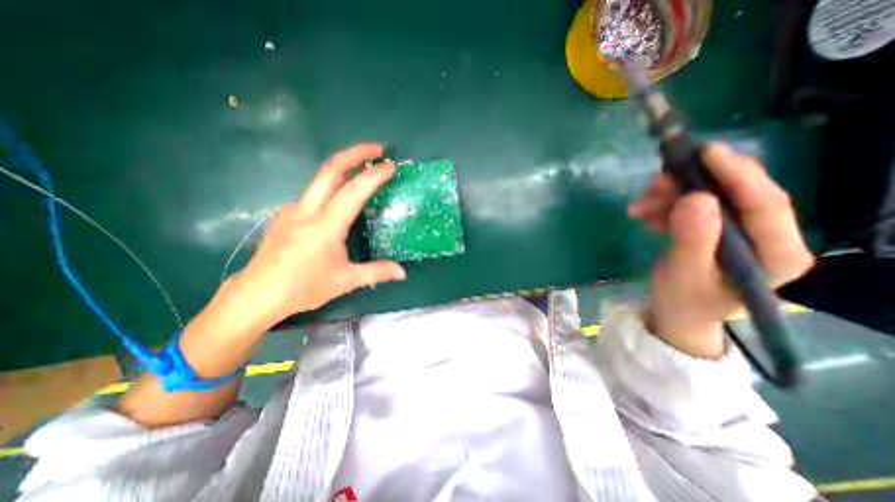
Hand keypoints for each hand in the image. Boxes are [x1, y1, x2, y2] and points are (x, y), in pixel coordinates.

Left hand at [226, 142, 408, 328]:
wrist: (257, 294)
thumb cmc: (304, 287)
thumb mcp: (346, 281)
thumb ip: (377, 272)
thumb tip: (403, 272)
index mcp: (325, 226)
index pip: (354, 190)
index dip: (374, 175)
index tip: (391, 166)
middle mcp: (307, 210)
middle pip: (330, 169)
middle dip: (355, 153)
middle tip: (377, 149)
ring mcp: (292, 209)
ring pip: (320, 181)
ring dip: (343, 171)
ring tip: (363, 175)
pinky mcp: (285, 214)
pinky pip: (312, 196)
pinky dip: (331, 191)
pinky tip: (338, 206)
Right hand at [624, 143, 815, 357]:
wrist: (674, 315)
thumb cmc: (682, 302)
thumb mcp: (683, 273)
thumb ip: (693, 239)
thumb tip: (696, 198)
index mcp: (777, 254)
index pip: (767, 204)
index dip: (737, 175)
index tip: (706, 152)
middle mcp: (767, 236)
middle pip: (735, 195)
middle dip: (691, 185)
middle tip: (655, 183)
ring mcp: (740, 232)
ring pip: (708, 198)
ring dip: (670, 197)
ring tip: (638, 207)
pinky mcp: (716, 230)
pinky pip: (692, 207)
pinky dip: (666, 206)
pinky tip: (646, 216)